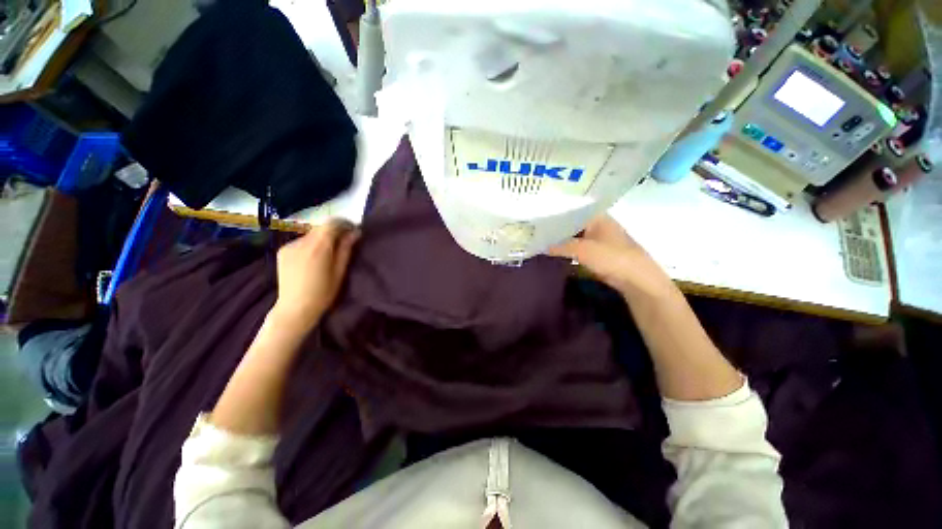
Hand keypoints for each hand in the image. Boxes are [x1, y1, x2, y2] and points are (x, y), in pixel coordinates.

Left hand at [270, 219, 360, 332]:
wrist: (294, 309)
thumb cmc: (323, 293)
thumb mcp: (340, 271)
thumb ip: (346, 249)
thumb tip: (355, 232)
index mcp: (318, 247)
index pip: (332, 223)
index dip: (344, 223)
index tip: (354, 230)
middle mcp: (301, 242)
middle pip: (321, 227)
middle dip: (335, 231)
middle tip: (345, 242)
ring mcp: (289, 246)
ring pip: (312, 234)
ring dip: (323, 238)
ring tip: (329, 252)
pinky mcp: (282, 251)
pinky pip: (301, 241)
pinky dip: (311, 244)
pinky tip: (314, 258)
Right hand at [548, 215, 676, 301]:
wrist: (637, 280)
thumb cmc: (612, 258)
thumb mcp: (583, 250)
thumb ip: (559, 246)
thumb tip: (539, 245)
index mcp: (597, 217)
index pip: (572, 209)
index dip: (555, 212)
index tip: (538, 216)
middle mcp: (597, 224)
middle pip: (571, 223)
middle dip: (555, 227)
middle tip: (534, 229)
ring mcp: (598, 239)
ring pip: (573, 236)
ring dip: (560, 239)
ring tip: (539, 239)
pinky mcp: (597, 253)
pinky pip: (577, 248)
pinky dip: (566, 250)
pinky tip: (552, 251)